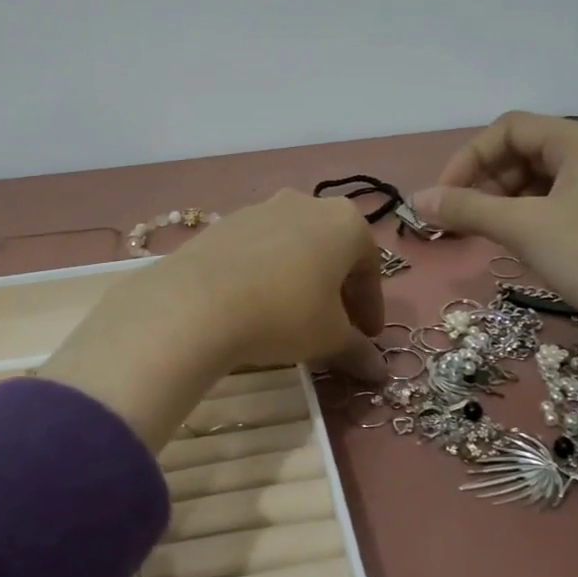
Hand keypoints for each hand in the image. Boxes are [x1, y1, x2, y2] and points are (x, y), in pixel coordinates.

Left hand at [38, 192, 384, 450]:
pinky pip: (258, 249)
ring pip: (294, 246)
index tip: (367, 337)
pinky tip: (255, 304)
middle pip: (332, 250)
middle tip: (334, 325)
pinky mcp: (225, 222)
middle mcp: (307, 203)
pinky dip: (266, 273)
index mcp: (345, 222)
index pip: (370, 268)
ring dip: (300, 279)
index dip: (371, 307)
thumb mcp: (329, 338)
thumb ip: (358, 351)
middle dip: (337, 289)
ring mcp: (262, 208)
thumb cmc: (284, 314)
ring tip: (292, 317)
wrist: (197, 301)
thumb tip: (380, 373)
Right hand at [414, 112, 577, 458]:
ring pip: (540, 183)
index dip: (467, 158)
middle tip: (456, 223)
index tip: (442, 199)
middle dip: (483, 183)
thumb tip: (416, 200)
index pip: (508, 128)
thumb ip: (466, 209)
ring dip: (502, 204)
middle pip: (523, 152)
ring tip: (480, 238)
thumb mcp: (525, 229)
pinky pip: (559, 206)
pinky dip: (529, 220)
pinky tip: (518, 248)